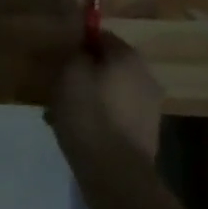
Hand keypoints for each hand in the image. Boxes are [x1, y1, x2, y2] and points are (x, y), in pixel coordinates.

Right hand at [46, 33, 164, 161]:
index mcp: (128, 57)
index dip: (78, 44)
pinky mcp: (145, 132)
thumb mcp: (70, 74)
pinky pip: (116, 114)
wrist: (115, 172)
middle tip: (58, 87)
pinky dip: (99, 118)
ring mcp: (149, 106)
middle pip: (108, 65)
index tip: (59, 58)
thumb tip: (82, 51)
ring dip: (90, 97)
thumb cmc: (89, 115)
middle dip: (84, 73)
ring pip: (111, 91)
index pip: (101, 36)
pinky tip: (80, 132)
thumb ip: (76, 54)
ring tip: (64, 113)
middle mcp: (145, 76)